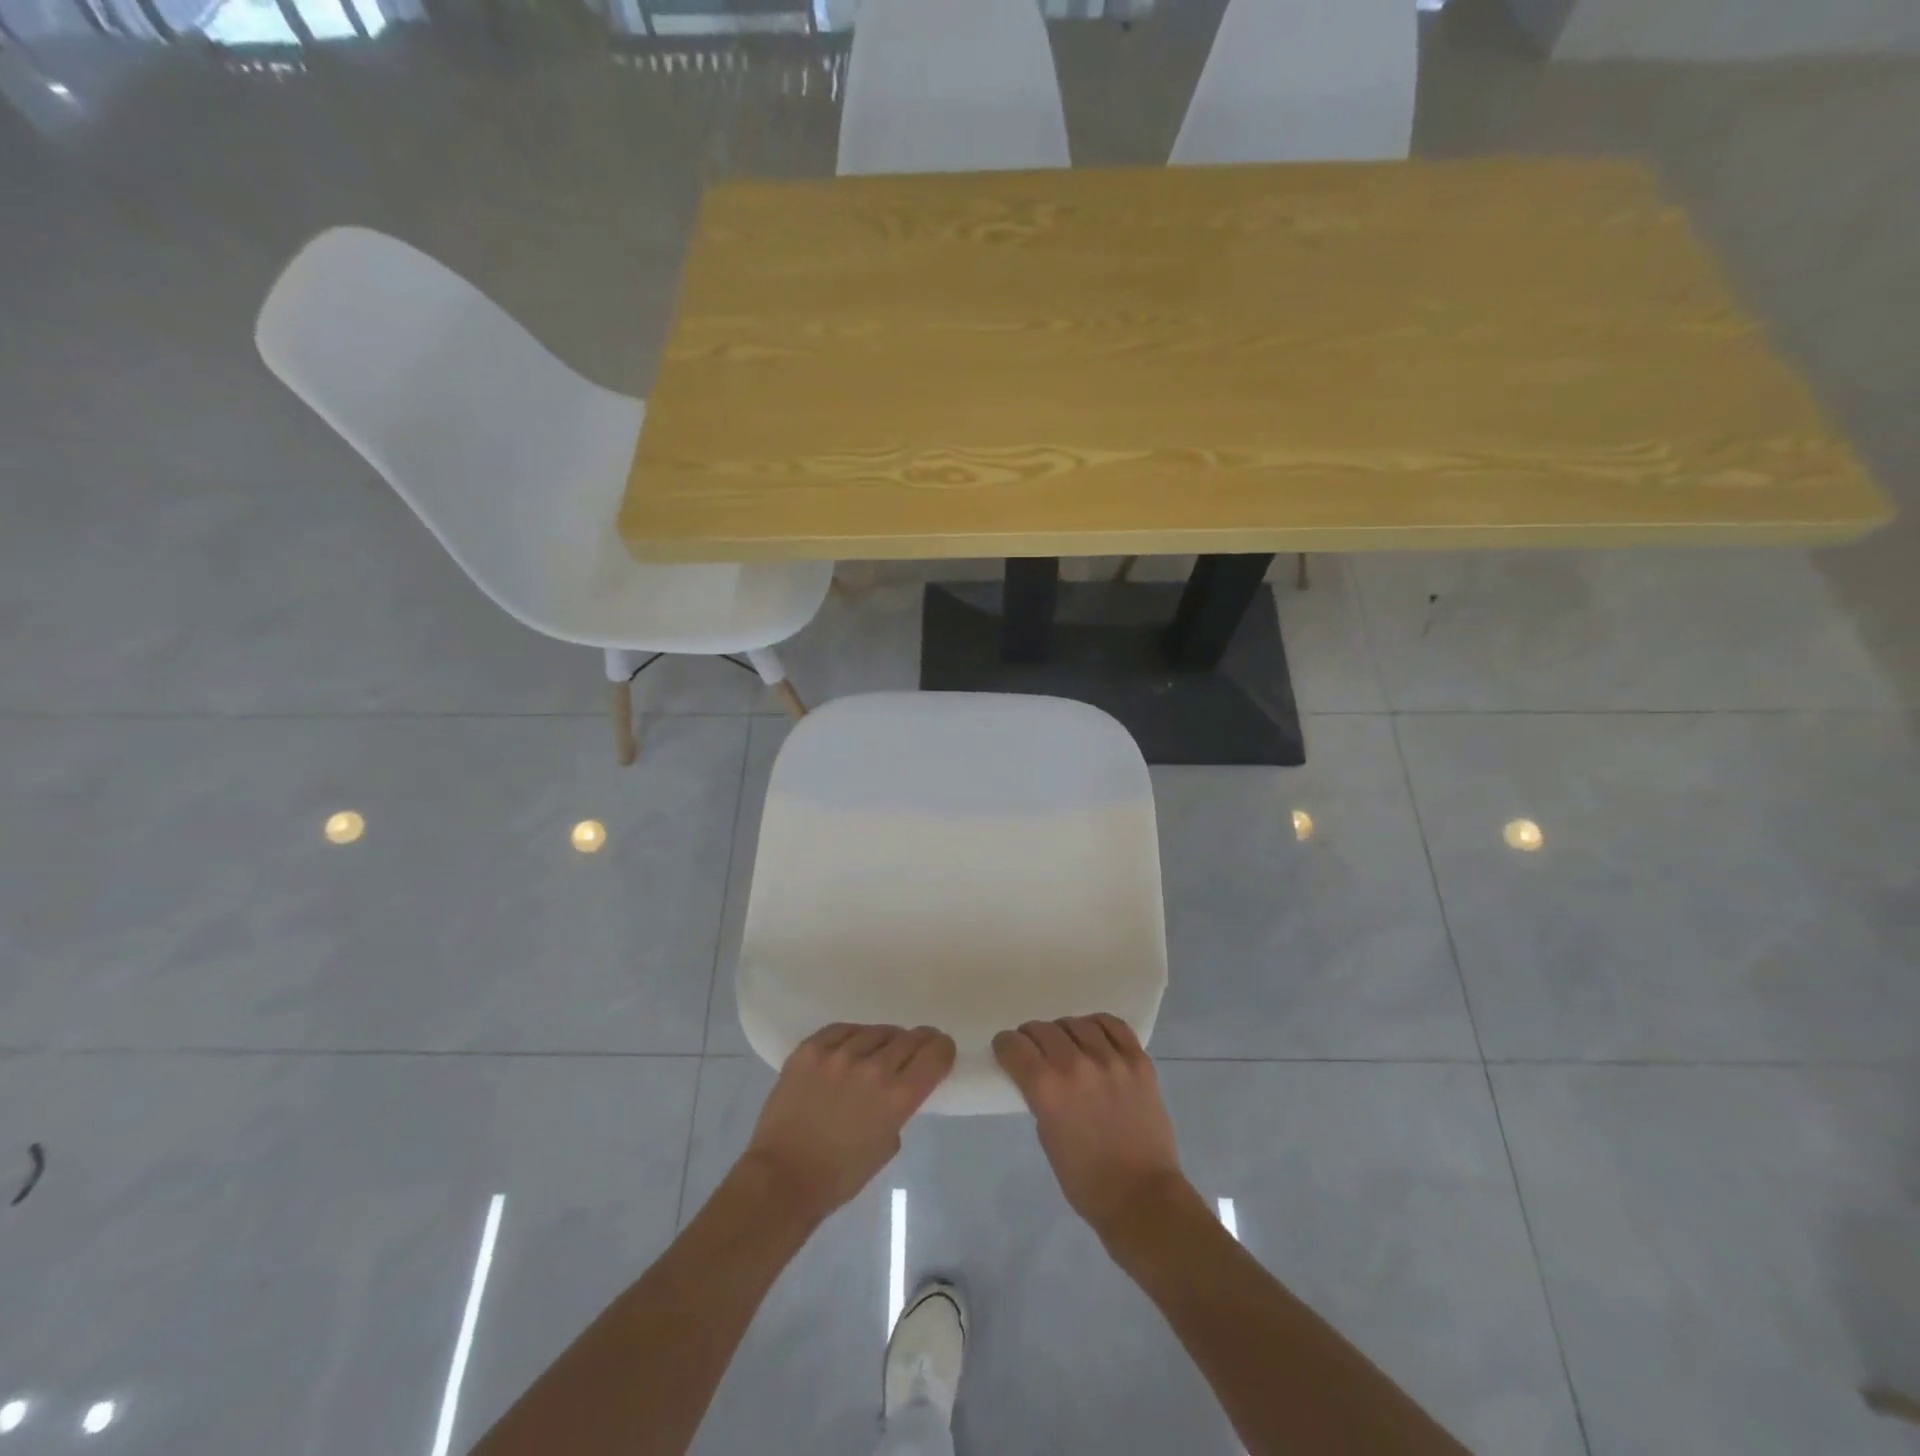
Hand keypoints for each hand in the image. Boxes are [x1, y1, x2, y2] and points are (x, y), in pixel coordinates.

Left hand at [741, 1023, 955, 1224]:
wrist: (782, 1177)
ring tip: (879, 1051)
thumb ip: (899, 1108)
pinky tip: (851, 1047)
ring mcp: (839, 1054)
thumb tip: (898, 1084)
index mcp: (898, 1097)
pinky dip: (853, 1037)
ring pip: (877, 1031)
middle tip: (917, 1046)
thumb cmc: (841, 1175)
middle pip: (910, 1038)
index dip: (943, 1049)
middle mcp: (873, 1068)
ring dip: (885, 1040)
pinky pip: (843, 1029)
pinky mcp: (810, 1049)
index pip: (936, 1054)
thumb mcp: (887, 1144)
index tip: (941, 1050)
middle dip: (919, 1042)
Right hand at [993, 1015, 1185, 1238]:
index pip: (1013, 1045)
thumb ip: (1040, 1096)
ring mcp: (1111, 1060)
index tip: (1007, 1051)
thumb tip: (1040, 1074)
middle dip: (1031, 1037)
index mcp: (1047, 1088)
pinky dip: (1098, 1026)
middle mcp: (1076, 1065)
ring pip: (1076, 1023)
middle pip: (1042, 1029)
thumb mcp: (1046, 1136)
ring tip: (1067, 1044)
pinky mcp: (1138, 1061)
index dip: (1005, 1046)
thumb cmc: (1085, 1179)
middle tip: (1034, 1049)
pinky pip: (1114, 1025)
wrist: (1141, 1197)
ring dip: (1064, 1031)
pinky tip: (1094, 1036)